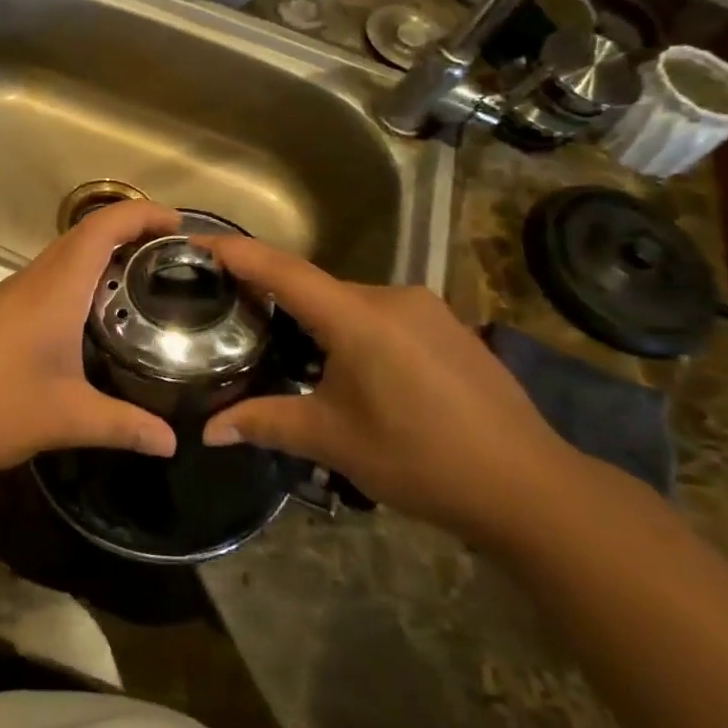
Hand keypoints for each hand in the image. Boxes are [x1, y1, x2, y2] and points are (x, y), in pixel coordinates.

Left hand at [0, 200, 181, 471]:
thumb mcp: (64, 418)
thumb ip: (121, 425)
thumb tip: (171, 441)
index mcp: (56, 288)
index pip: (103, 227)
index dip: (142, 214)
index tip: (178, 223)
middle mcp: (33, 280)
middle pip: (84, 235)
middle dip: (128, 233)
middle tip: (169, 258)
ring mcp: (8, 294)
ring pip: (61, 258)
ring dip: (100, 258)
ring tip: (138, 286)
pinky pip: (45, 282)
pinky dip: (76, 283)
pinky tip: (87, 322)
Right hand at [198, 235, 574, 544]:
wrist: (529, 487)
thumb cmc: (420, 459)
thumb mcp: (333, 441)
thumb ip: (266, 423)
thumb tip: (208, 432)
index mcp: (358, 317)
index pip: (282, 271)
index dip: (237, 253)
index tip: (197, 240)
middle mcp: (391, 297)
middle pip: (315, 286)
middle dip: (273, 295)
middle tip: (234, 313)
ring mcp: (426, 310)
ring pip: (349, 302)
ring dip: (315, 318)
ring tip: (286, 348)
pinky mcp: (447, 327)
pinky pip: (380, 315)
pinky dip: (350, 328)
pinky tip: (348, 366)